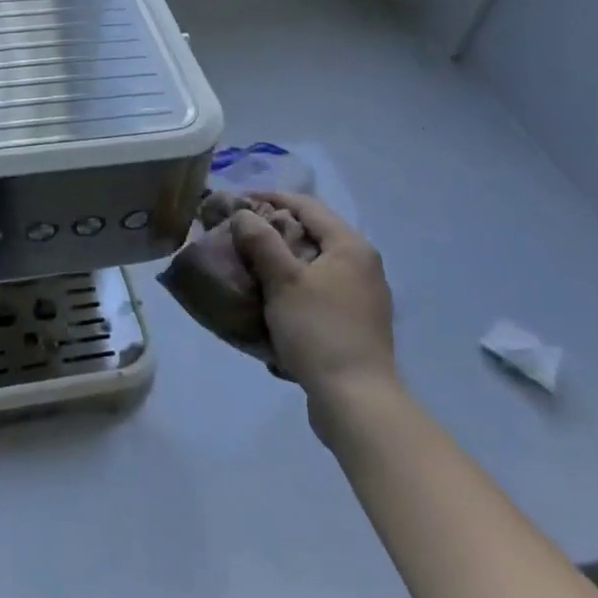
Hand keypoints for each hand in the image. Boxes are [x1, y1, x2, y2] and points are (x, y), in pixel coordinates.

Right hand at [228, 192, 394, 407]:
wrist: (355, 400)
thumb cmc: (319, 331)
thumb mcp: (283, 281)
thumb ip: (262, 241)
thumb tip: (243, 214)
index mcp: (351, 246)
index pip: (306, 205)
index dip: (269, 198)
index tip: (235, 200)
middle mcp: (362, 264)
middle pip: (311, 232)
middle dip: (273, 228)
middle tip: (237, 232)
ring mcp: (361, 295)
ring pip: (313, 262)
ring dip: (280, 258)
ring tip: (247, 262)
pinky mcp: (353, 322)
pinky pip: (317, 288)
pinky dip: (292, 284)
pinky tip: (269, 296)